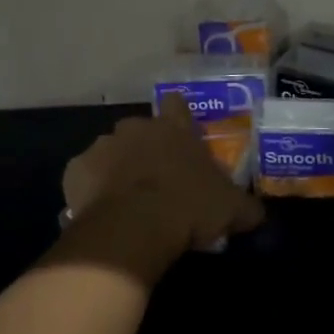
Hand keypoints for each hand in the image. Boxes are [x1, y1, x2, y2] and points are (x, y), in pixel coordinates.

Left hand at [54, 96, 264, 283]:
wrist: (133, 228)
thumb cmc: (189, 208)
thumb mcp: (232, 210)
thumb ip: (246, 206)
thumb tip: (257, 213)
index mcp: (175, 129)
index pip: (178, 105)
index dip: (179, 116)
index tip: (181, 134)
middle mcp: (137, 128)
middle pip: (142, 130)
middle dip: (147, 148)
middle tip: (158, 178)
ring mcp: (103, 145)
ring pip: (111, 151)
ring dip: (118, 168)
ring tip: (128, 199)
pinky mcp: (76, 169)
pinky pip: (86, 175)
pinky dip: (92, 188)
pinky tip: (101, 210)